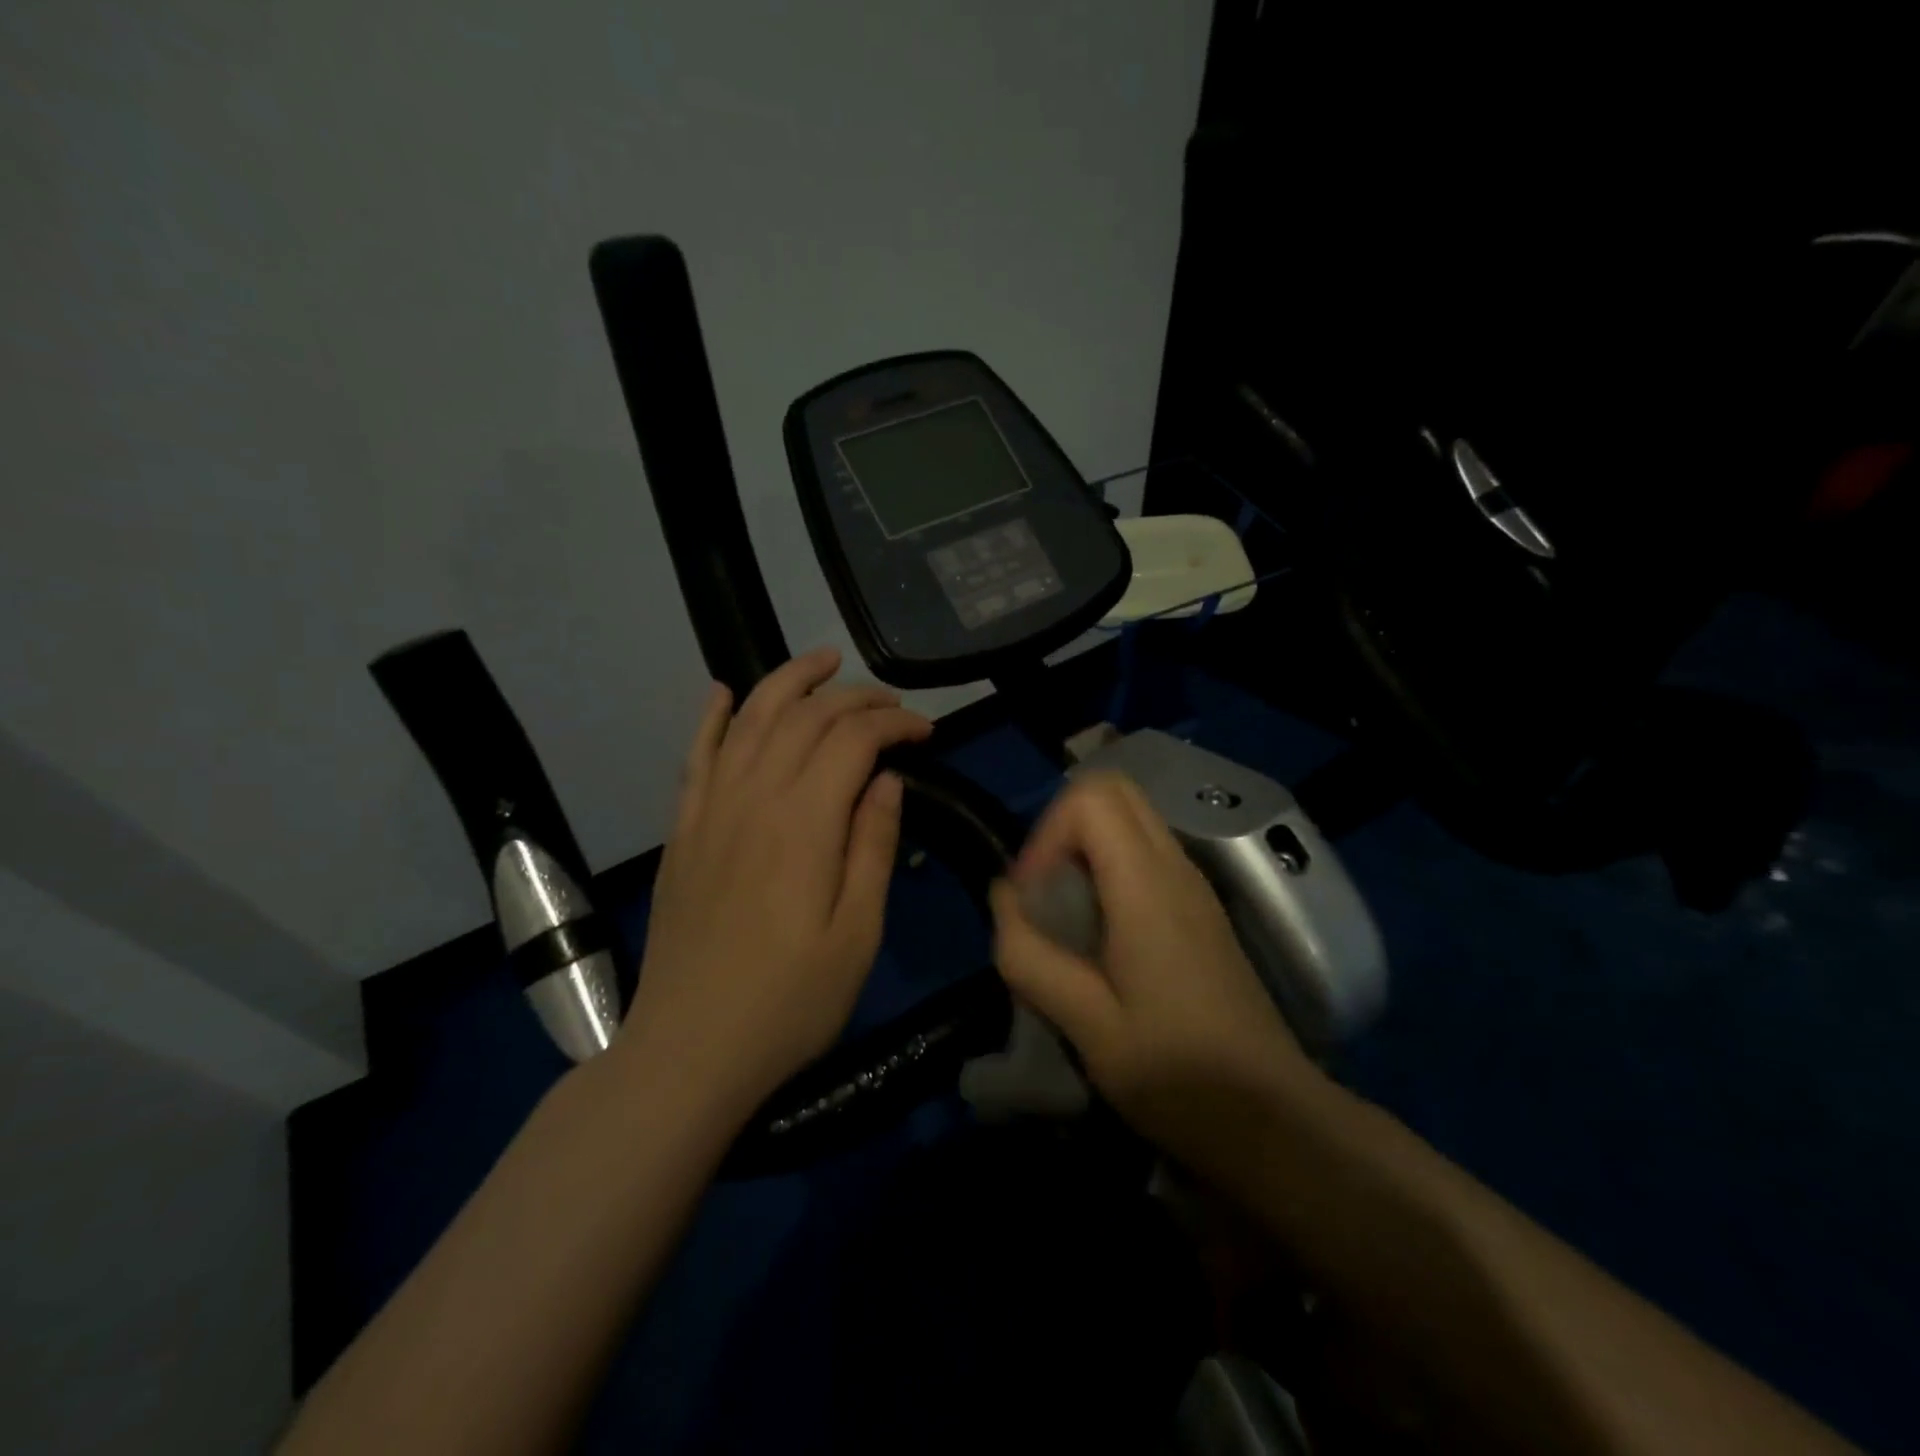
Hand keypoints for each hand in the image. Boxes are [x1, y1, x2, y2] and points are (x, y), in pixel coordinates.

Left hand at [619, 648, 931, 1119]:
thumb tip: (887, 779)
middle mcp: (753, 797)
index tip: (926, 732)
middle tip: (891, 705)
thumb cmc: (790, 1002)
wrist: (689, 1050)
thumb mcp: (858, 934)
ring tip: (823, 661)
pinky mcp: (683, 829)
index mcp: (804, 822)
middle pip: (805, 716)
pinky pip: (696, 754)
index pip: (853, 739)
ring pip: (749, 718)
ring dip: (788, 681)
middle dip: (854, 697)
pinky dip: (711, 716)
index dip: (894, 723)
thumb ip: (874, 846)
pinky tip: (722, 691)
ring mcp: (710, 809)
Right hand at [990, 772, 1321, 1160]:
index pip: (1091, 798)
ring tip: (1064, 919)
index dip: (1046, 834)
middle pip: (1115, 792)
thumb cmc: (1178, 1076)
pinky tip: (1098, 937)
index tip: (1031, 898)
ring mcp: (1194, 887)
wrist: (1274, 1121)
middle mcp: (1176, 869)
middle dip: (1063, 830)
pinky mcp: (1199, 911)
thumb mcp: (1087, 1025)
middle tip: (1043, 895)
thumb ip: (1031, 956)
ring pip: (1130, 821)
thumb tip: (1003, 897)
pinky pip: (1145, 855)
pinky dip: (1108, 870)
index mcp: (1148, 886)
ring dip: (1084, 850)